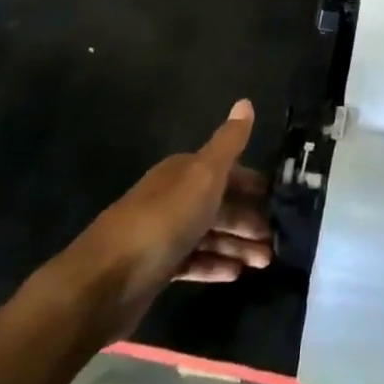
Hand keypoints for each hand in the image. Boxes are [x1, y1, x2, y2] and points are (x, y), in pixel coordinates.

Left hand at [68, 100, 271, 340]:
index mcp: (183, 172)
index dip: (253, 184)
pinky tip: (236, 275)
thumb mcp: (203, 176)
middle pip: (220, 204)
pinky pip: (194, 261)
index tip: (279, 201)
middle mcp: (174, 197)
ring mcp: (164, 234)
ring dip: (238, 245)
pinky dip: (215, 265)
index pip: (227, 171)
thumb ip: (228, 143)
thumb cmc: (162, 221)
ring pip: (210, 234)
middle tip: (276, 241)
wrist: (104, 281)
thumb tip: (245, 101)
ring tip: (265, 262)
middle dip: (249, 219)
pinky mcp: (157, 268)